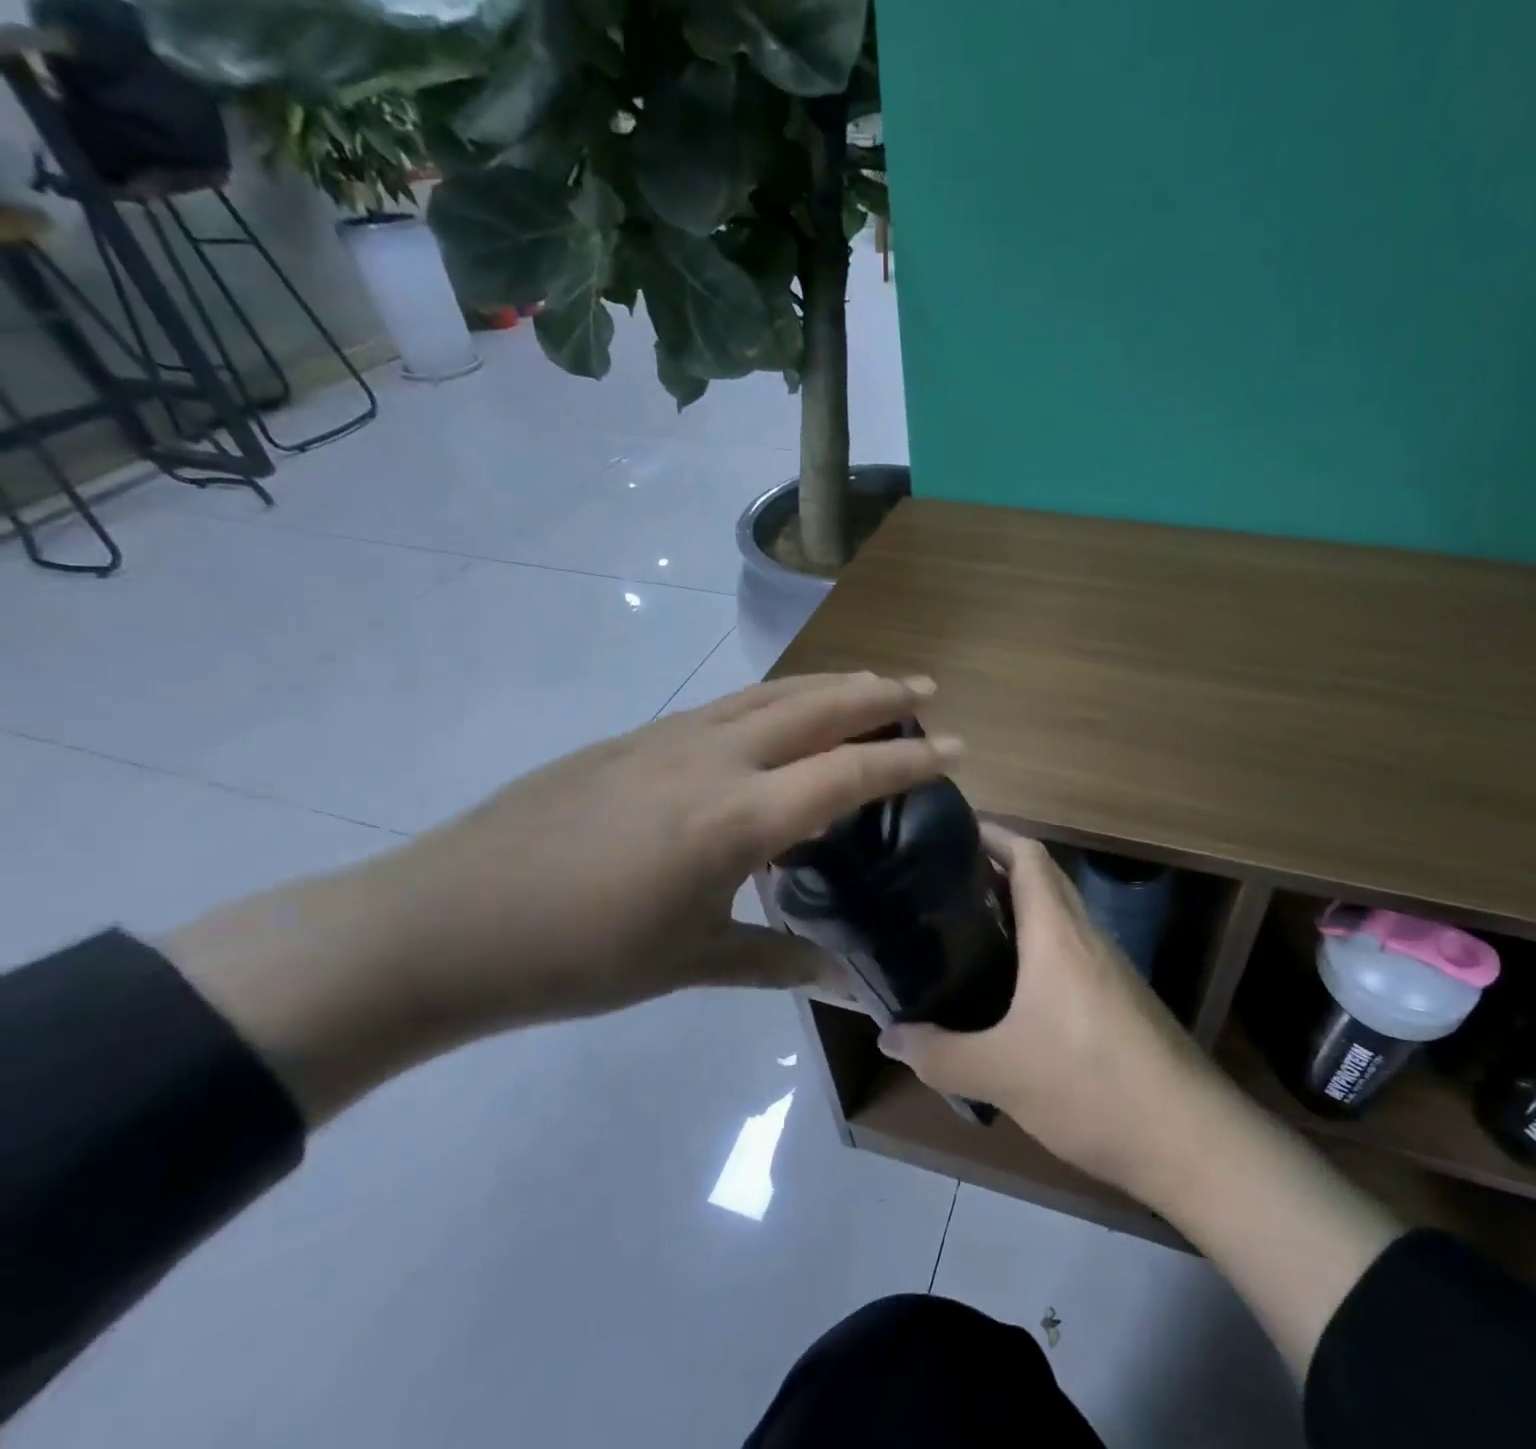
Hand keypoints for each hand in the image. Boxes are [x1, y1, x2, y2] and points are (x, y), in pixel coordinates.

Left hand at [166, 673, 960, 1123]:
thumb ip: (779, 962)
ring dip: (828, 683)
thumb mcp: (690, 963)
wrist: (442, 923)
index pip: (848, 772)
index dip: (909, 758)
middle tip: (926, 686)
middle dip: (880, 693)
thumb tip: (852, 990)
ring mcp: (670, 737)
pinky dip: (776, 698)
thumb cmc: (577, 957)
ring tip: (869, 682)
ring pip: (771, 692)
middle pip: (817, 706)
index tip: (956, 747)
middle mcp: (714, 758)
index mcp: (737, 817)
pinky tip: (781, 714)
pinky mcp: (635, 737)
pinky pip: (728, 704)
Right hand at [879, 828, 1223, 1196]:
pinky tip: (1013, 988)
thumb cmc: (1090, 1085)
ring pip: (1059, 916)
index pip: (1028, 855)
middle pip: (1044, 878)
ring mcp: (1111, 967)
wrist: (1189, 1138)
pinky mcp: (1121, 999)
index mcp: (1058, 933)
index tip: (950, 834)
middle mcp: (1087, 936)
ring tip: (968, 929)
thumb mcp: (1001, 1074)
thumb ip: (940, 1054)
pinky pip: (1072, 952)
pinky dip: (1038, 948)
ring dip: (1020, 910)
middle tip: (944, 883)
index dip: (992, 834)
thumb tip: (889, 1035)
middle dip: (997, 869)